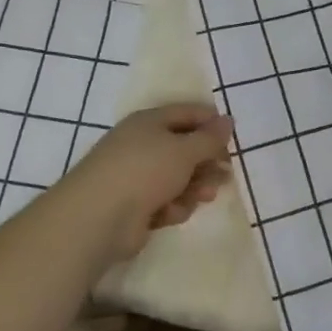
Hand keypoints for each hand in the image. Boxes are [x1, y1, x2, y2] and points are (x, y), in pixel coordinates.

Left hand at [61, 103, 233, 258]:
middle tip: (226, 172)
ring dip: (195, 186)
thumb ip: (210, 137)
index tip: (233, 137)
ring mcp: (137, 177)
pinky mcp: (136, 206)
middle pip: (185, 148)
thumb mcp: (184, 149)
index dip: (212, 122)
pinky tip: (172, 213)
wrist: (98, 217)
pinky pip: (165, 201)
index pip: (187, 113)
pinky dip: (174, 206)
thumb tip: (228, 120)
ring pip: (178, 177)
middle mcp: (142, 145)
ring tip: (206, 195)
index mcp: (150, 122)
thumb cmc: (145, 171)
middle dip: (207, 161)